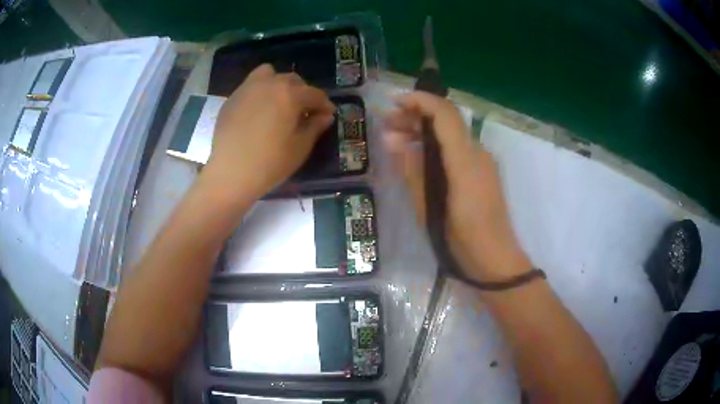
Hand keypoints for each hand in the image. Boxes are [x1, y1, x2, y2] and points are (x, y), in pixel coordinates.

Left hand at [203, 64, 334, 201]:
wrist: (229, 173)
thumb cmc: (269, 163)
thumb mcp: (300, 147)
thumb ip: (315, 127)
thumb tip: (325, 115)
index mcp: (290, 94)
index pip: (314, 94)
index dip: (324, 104)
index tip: (328, 114)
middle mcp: (269, 84)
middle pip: (293, 80)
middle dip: (303, 93)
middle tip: (304, 111)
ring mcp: (247, 88)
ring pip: (269, 75)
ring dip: (279, 85)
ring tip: (279, 103)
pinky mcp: (232, 99)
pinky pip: (251, 86)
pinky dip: (260, 92)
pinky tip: (258, 112)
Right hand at [384, 91, 530, 282]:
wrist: (494, 260)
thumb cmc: (461, 239)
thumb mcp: (429, 207)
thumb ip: (411, 169)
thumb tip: (391, 139)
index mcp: (465, 159)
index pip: (444, 113)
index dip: (419, 101)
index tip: (393, 103)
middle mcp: (477, 153)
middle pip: (447, 120)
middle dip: (416, 115)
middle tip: (387, 123)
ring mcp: (483, 162)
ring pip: (451, 134)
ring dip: (424, 131)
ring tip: (396, 140)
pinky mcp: (483, 172)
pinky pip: (457, 149)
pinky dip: (435, 146)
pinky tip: (418, 158)